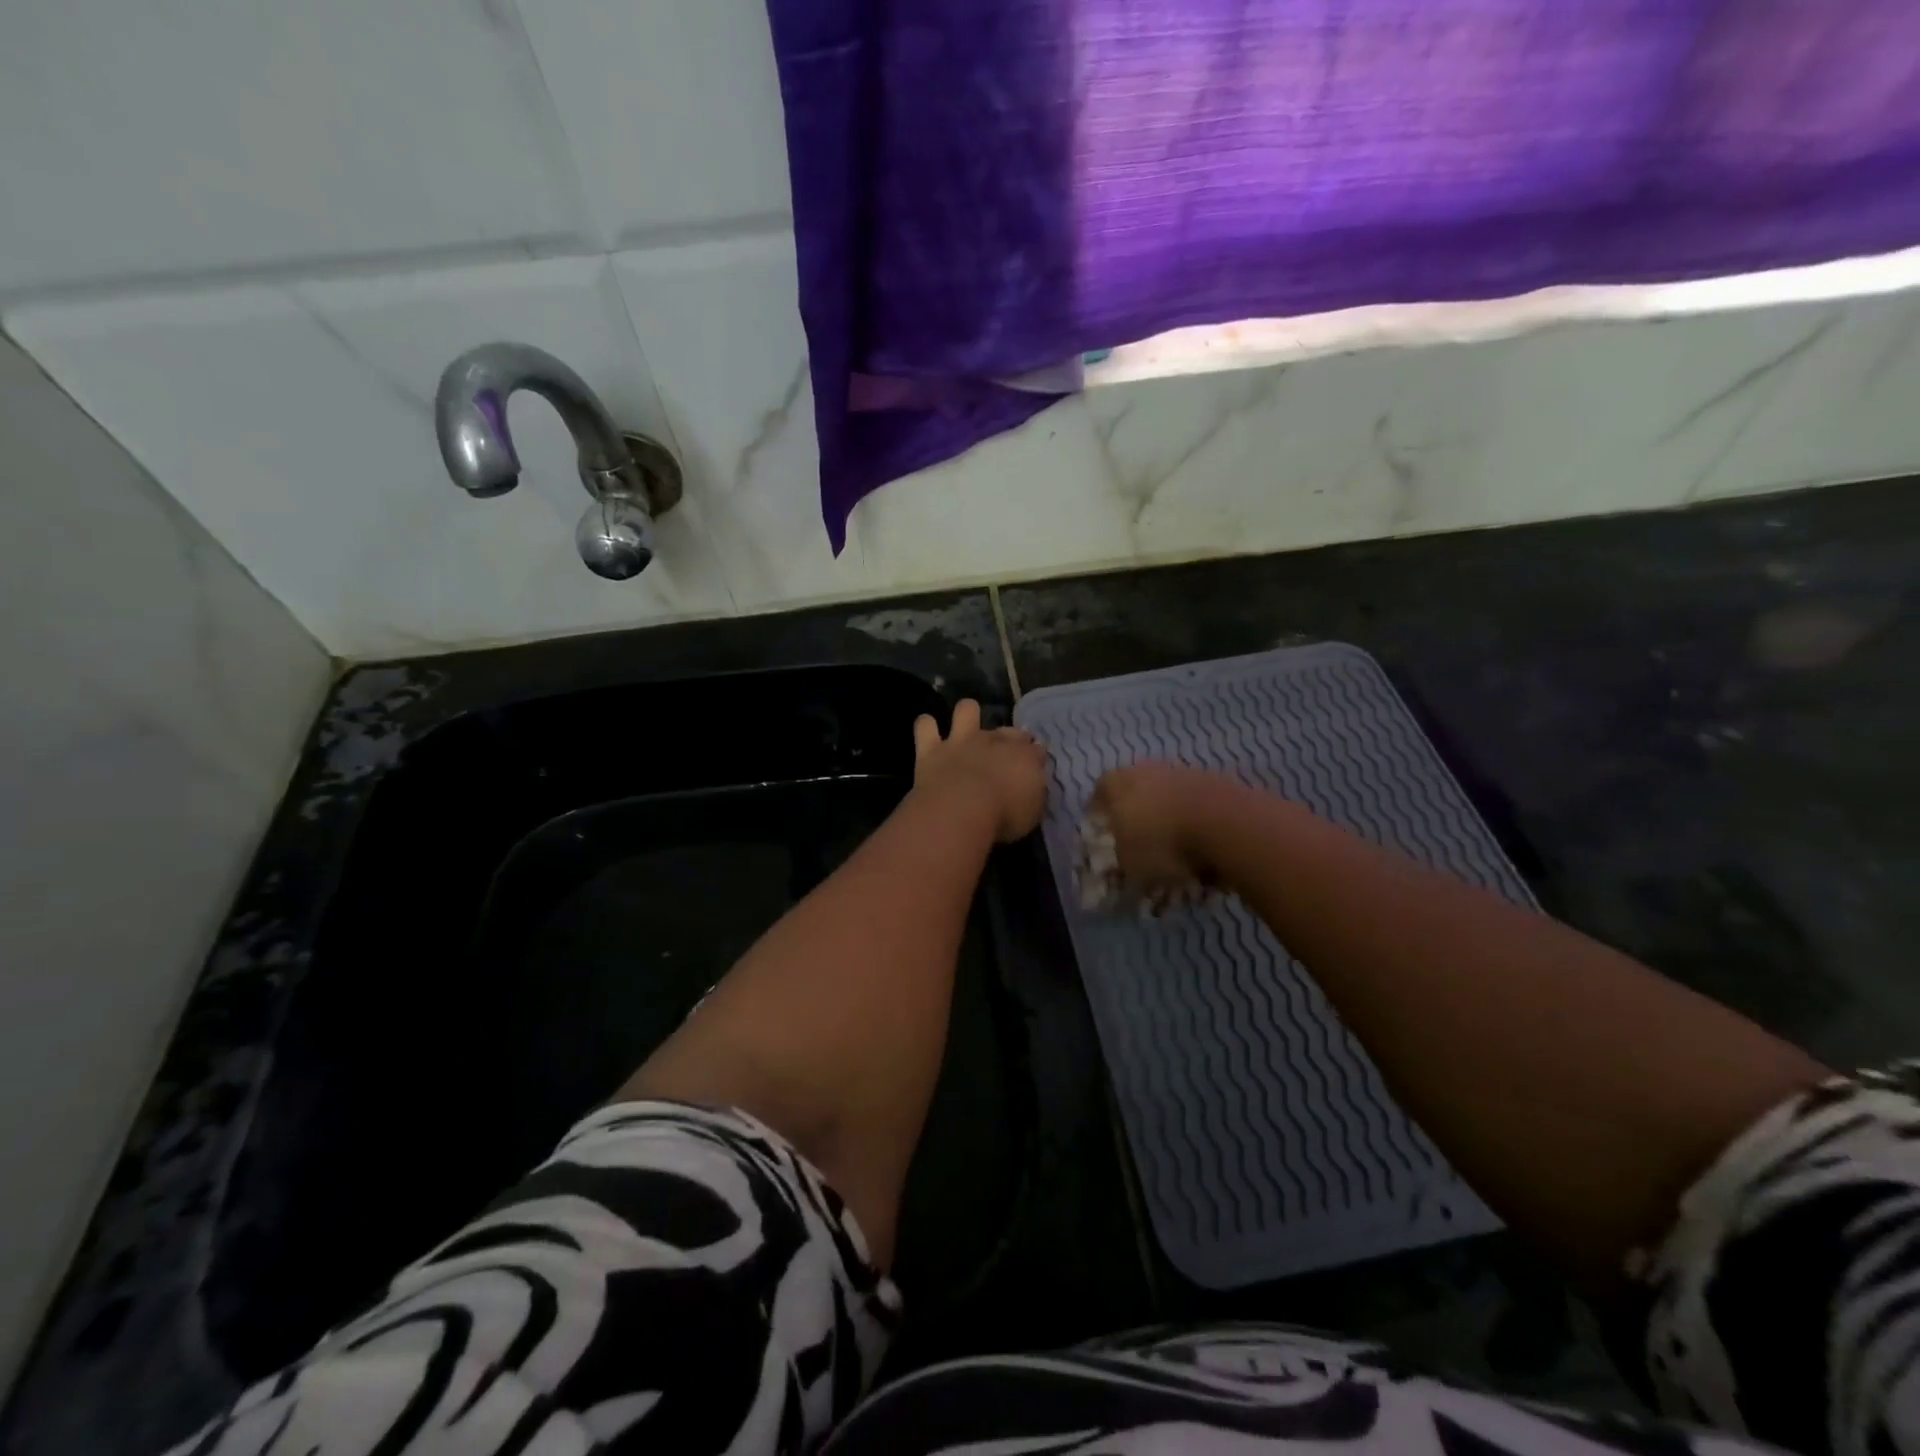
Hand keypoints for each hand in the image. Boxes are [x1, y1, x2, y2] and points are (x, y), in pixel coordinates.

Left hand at [912, 700, 1046, 843]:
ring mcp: (961, 742)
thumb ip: (1033, 791)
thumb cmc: (1005, 815)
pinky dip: (927, 726)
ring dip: (967, 714)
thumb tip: (1032, 781)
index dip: (1036, 755)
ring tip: (966, 726)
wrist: (961, 810)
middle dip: (1010, 736)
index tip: (1035, 764)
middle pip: (1007, 730)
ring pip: (966, 710)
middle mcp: (994, 742)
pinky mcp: (932, 749)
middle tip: (1006, 753)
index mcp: (1024, 756)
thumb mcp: (1033, 810)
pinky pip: (925, 726)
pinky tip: (928, 730)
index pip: (1036, 749)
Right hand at [1089, 761, 1239, 894]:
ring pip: (1169, 790)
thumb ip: (1122, 858)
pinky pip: (1198, 801)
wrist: (1227, 825)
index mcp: (1120, 784)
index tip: (1102, 823)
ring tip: (1174, 841)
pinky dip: (1196, 818)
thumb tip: (1122, 857)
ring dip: (1169, 811)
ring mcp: (1185, 773)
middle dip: (1136, 806)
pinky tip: (1202, 840)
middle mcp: (1150, 770)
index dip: (1100, 805)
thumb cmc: (1164, 843)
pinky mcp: (1218, 782)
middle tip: (1137, 831)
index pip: (1102, 787)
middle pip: (1137, 784)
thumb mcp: (1131, 864)